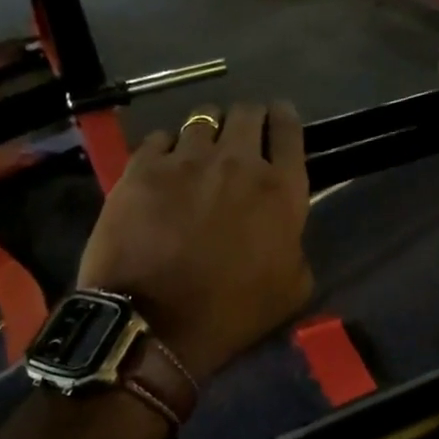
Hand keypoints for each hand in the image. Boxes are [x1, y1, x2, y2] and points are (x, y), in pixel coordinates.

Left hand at [78, 102, 313, 381]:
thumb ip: (296, 246)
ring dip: (208, 130)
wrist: (153, 325)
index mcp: (281, 190)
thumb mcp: (292, 290)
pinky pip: (159, 138)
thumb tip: (284, 233)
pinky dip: (167, 147)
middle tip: (241, 135)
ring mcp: (186, 160)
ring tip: (200, 148)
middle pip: (247, 113)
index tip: (279, 118)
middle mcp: (238, 162)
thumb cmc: (229, 314)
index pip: (289, 131)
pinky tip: (164, 165)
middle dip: (248, 118)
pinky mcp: (143, 167)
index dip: (285, 119)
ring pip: (202, 118)